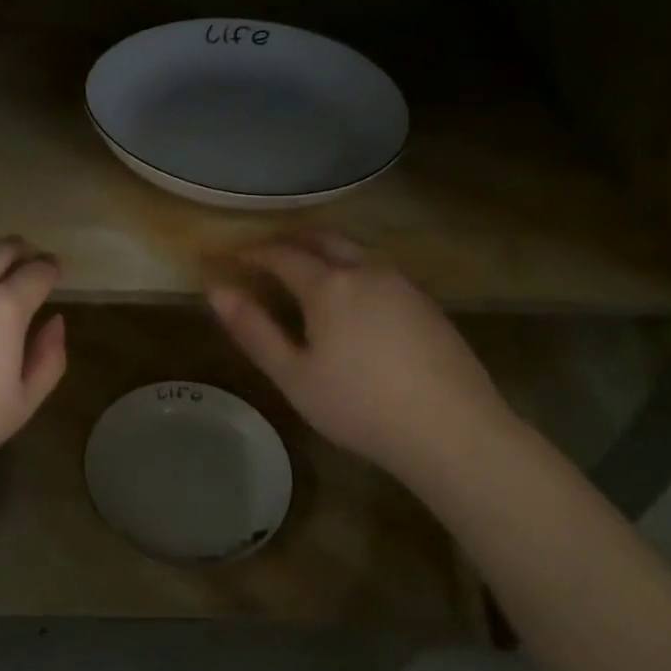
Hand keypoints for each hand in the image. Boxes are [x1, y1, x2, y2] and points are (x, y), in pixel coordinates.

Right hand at [209, 232, 518, 485]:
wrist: (453, 431)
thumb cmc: (360, 406)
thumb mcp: (294, 376)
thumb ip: (254, 331)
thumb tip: (217, 292)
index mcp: (329, 285)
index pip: (281, 254)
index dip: (252, 253)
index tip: (230, 257)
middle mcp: (366, 271)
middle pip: (323, 239)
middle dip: (291, 239)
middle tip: (267, 253)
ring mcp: (402, 285)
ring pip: (356, 252)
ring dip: (325, 252)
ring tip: (306, 273)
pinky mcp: (427, 304)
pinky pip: (379, 272)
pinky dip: (353, 271)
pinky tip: (353, 301)